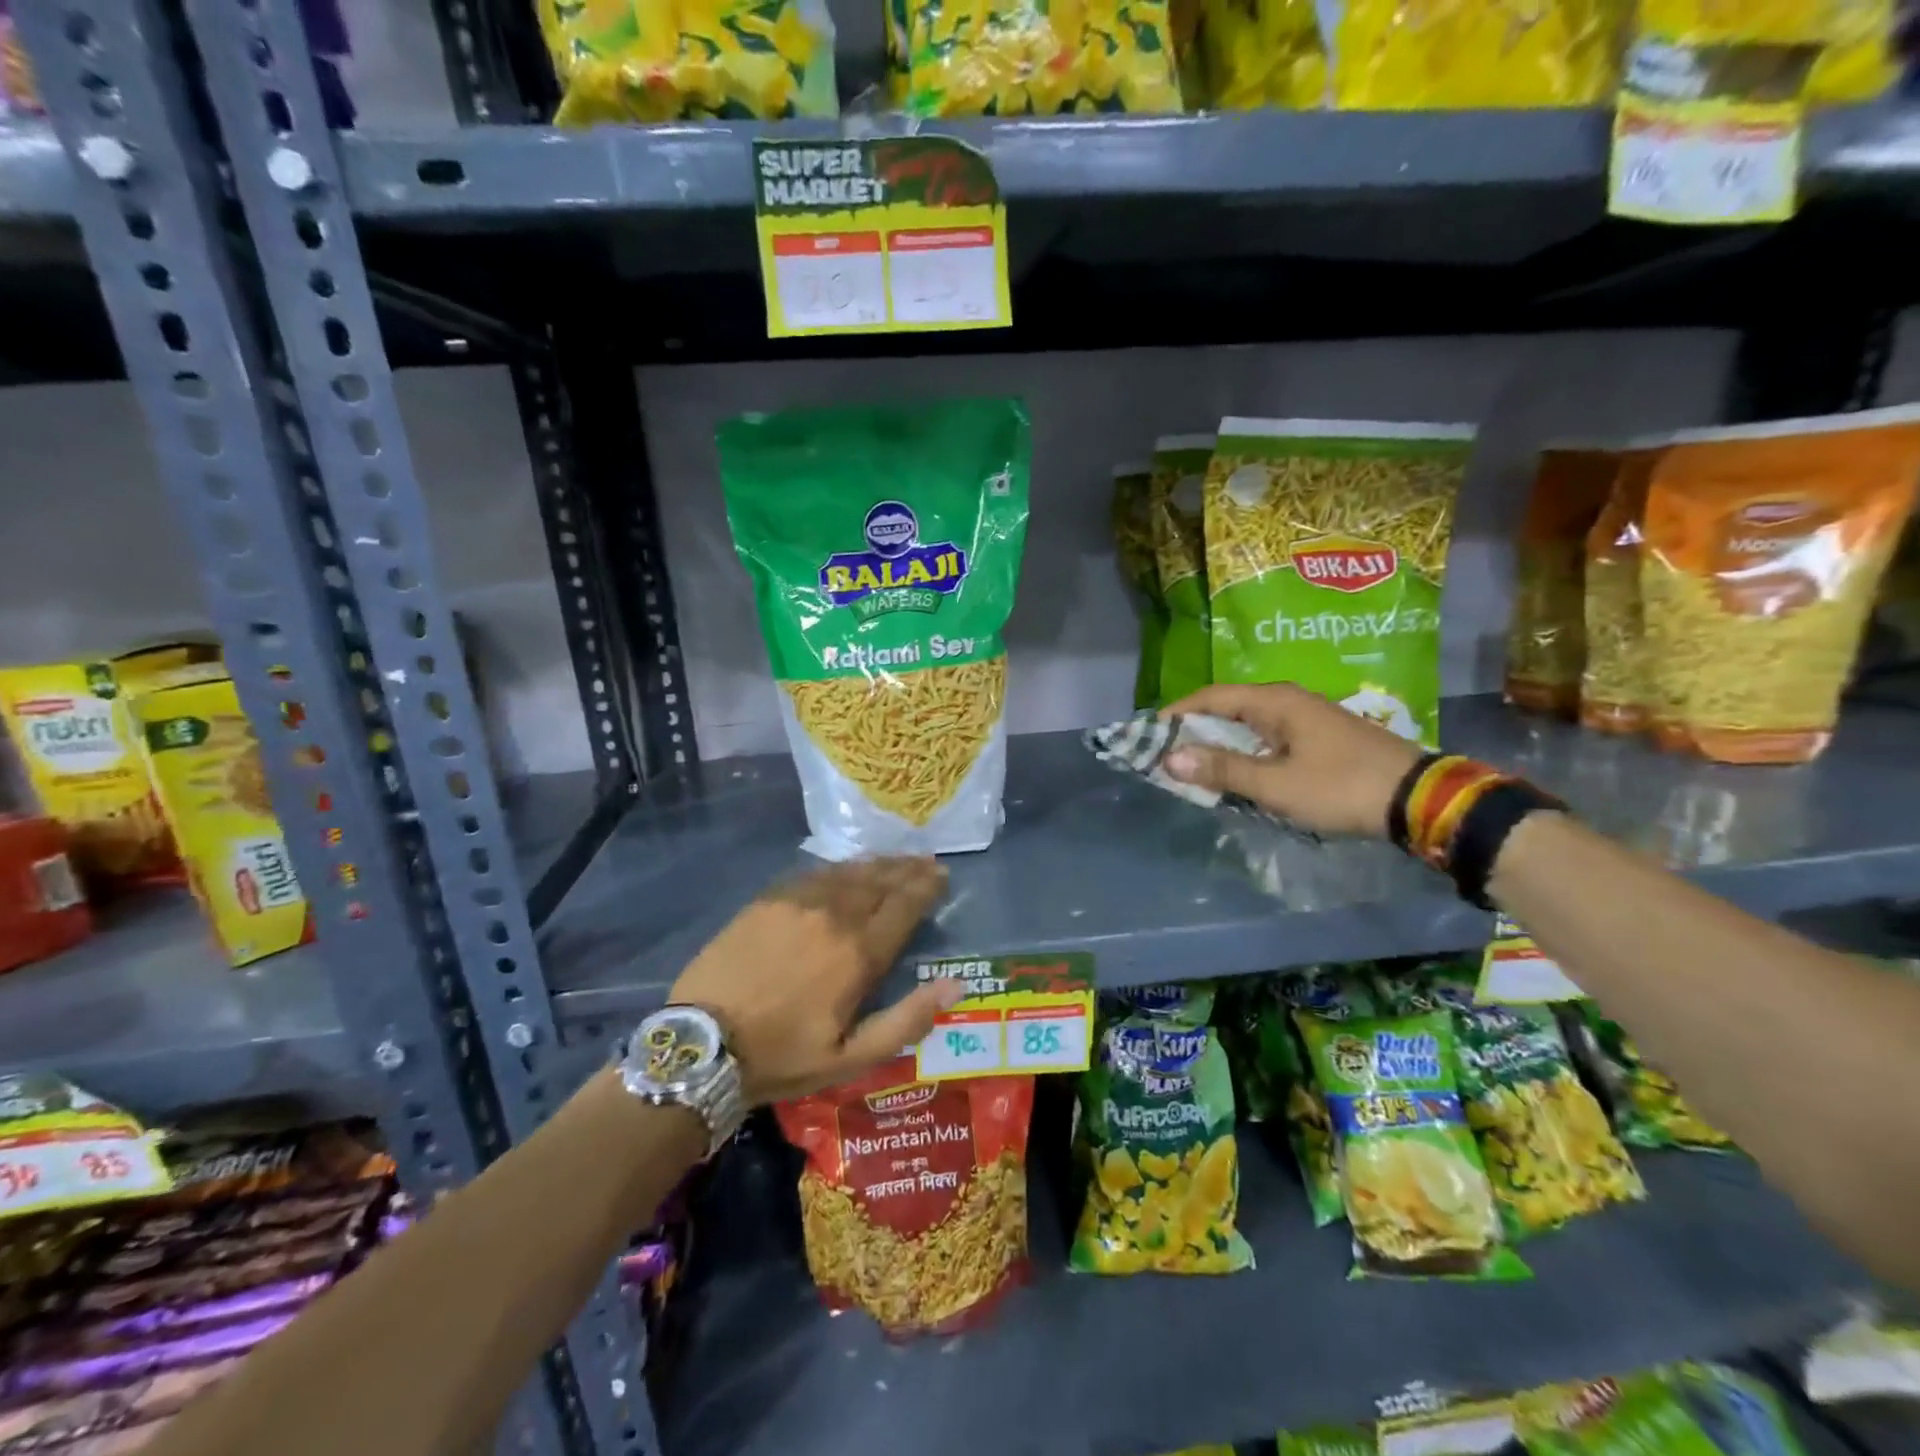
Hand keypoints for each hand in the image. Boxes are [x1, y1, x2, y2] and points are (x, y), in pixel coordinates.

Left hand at [668, 857, 962, 1104]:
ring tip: (894, 860)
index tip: (942, 875)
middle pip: (880, 881)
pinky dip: (839, 868)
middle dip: (907, 869)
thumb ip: (907, 1020)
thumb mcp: (851, 1058)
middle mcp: (834, 916)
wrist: (701, 1044)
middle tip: (925, 861)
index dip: (926, 887)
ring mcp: (798, 902)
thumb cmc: (782, 1056)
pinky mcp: (768, 899)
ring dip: (877, 864)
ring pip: (849, 872)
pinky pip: (815, 873)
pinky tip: (846, 869)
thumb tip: (955, 984)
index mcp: (859, 953)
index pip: (904, 906)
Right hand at [1160, 683, 1421, 837]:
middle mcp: (1287, 701)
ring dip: (1219, 744)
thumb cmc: (1341, 787)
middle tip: (1166, 755)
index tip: (1148, 735)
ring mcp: (1306, 718)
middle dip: (1194, 730)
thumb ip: (1222, 770)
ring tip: (1194, 768)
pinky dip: (1243, 752)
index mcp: (1274, 702)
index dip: (1175, 714)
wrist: (1419, 799)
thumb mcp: (1275, 784)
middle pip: (1227, 708)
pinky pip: (1267, 738)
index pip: (1210, 697)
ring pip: (1247, 724)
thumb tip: (1170, 758)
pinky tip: (1237, 773)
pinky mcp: (1319, 738)